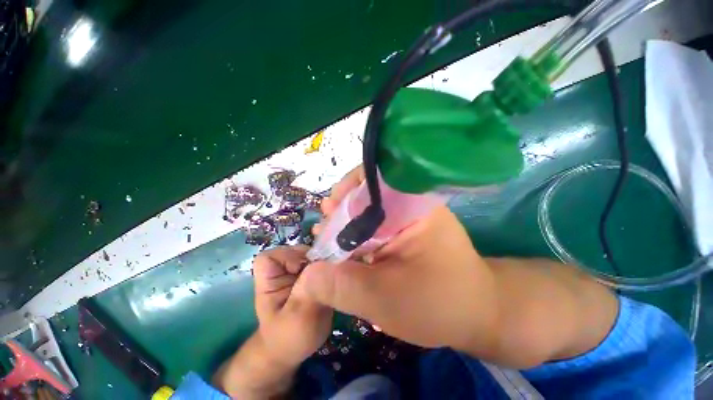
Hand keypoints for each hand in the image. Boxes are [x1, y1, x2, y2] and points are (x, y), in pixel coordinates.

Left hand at [214, 246, 331, 397]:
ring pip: (313, 254)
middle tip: (326, 272)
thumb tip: (324, 265)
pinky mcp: (312, 274)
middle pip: (297, 250)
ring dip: (325, 262)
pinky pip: (322, 262)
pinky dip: (331, 266)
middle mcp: (283, 270)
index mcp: (269, 280)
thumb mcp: (298, 319)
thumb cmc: (290, 338)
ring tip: (332, 277)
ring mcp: (299, 271)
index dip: (287, 257)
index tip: (304, 269)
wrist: (297, 349)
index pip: (270, 256)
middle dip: (313, 258)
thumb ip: (309, 291)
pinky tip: (336, 278)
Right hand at [309, 166, 498, 352]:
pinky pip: (374, 225)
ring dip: (345, 224)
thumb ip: (343, 287)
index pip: (374, 180)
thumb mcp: (385, 300)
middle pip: (367, 194)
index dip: (345, 192)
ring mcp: (408, 217)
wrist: (476, 314)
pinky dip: (356, 235)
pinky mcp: (404, 231)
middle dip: (341, 211)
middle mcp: (411, 204)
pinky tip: (342, 248)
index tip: (327, 211)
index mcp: (413, 207)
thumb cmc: (440, 305)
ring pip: (367, 211)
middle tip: (322, 231)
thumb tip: (307, 275)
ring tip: (326, 238)